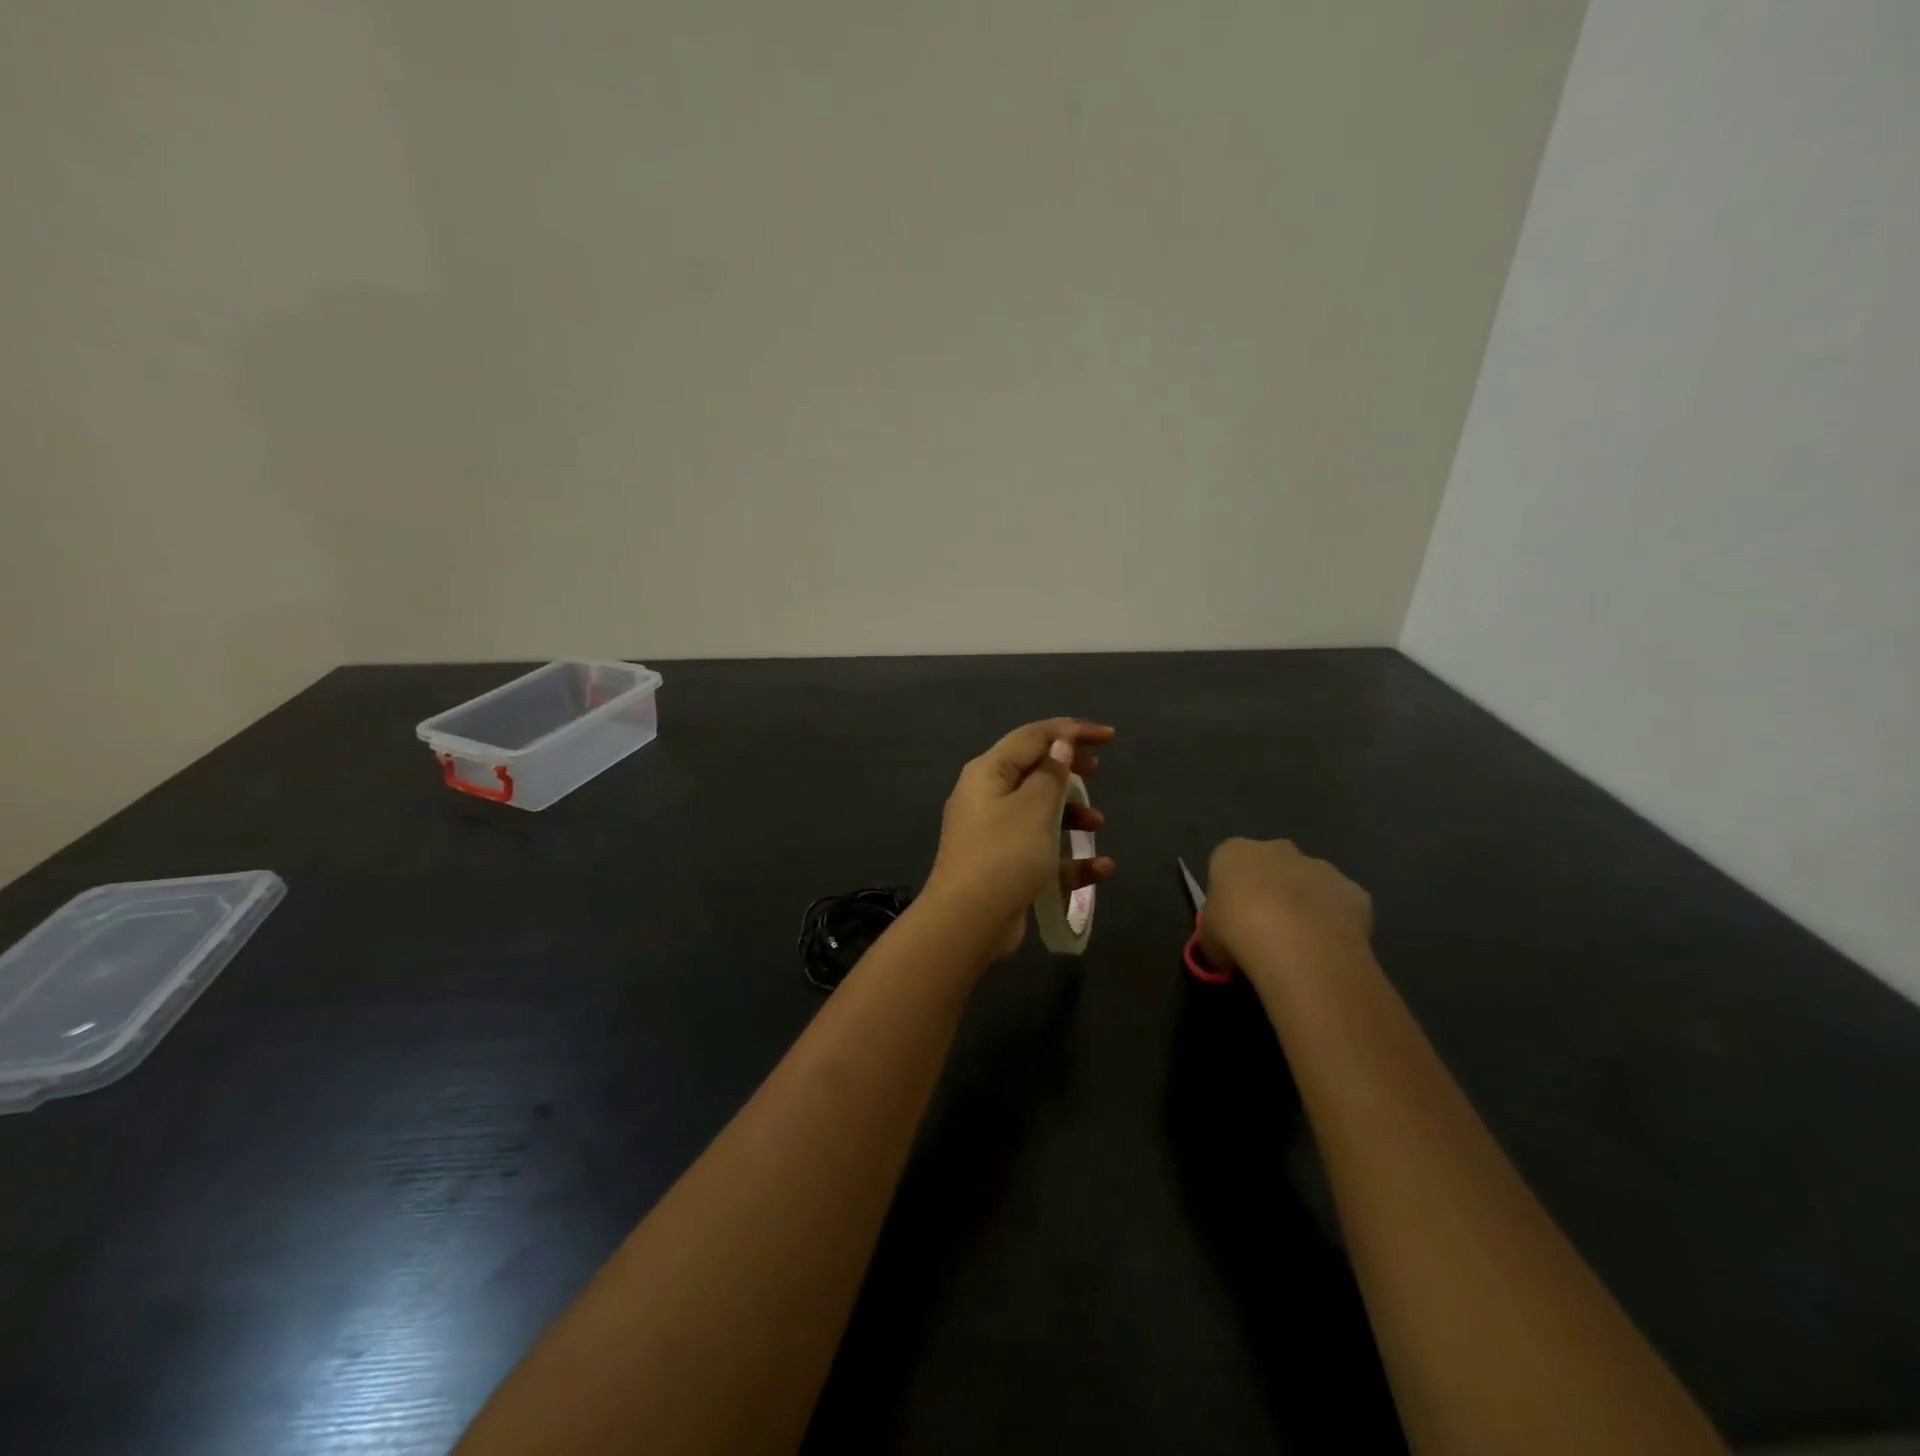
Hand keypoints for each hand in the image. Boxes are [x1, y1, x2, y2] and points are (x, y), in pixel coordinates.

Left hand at [927, 718, 1116, 956]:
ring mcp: (994, 833)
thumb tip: (1060, 744)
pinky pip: (1041, 851)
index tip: (1109, 737)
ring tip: (1097, 825)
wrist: (968, 922)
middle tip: (1098, 770)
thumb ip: (1052, 773)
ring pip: (1040, 813)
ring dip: (1072, 815)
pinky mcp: (1004, 866)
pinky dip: (1069, 857)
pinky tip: (1100, 869)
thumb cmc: (1004, 854)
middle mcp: (987, 797)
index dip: (1071, 731)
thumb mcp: (1034, 808)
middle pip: (1034, 771)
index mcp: (988, 772)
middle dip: (1070, 771)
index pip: (1033, 737)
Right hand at [1197, 838, 1371, 977]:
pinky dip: (1335, 923)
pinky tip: (1328, 951)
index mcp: (1234, 853)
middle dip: (1270, 892)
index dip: (1229, 894)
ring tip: (1300, 946)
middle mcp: (1277, 849)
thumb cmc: (1238, 932)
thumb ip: (1215, 934)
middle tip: (1265, 931)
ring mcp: (1320, 867)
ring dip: (1304, 906)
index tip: (1230, 921)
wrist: (1299, 945)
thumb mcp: (1208, 939)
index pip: (1226, 865)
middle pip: (1271, 867)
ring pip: (1309, 884)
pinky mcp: (1354, 891)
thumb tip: (1224, 950)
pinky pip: (1340, 906)